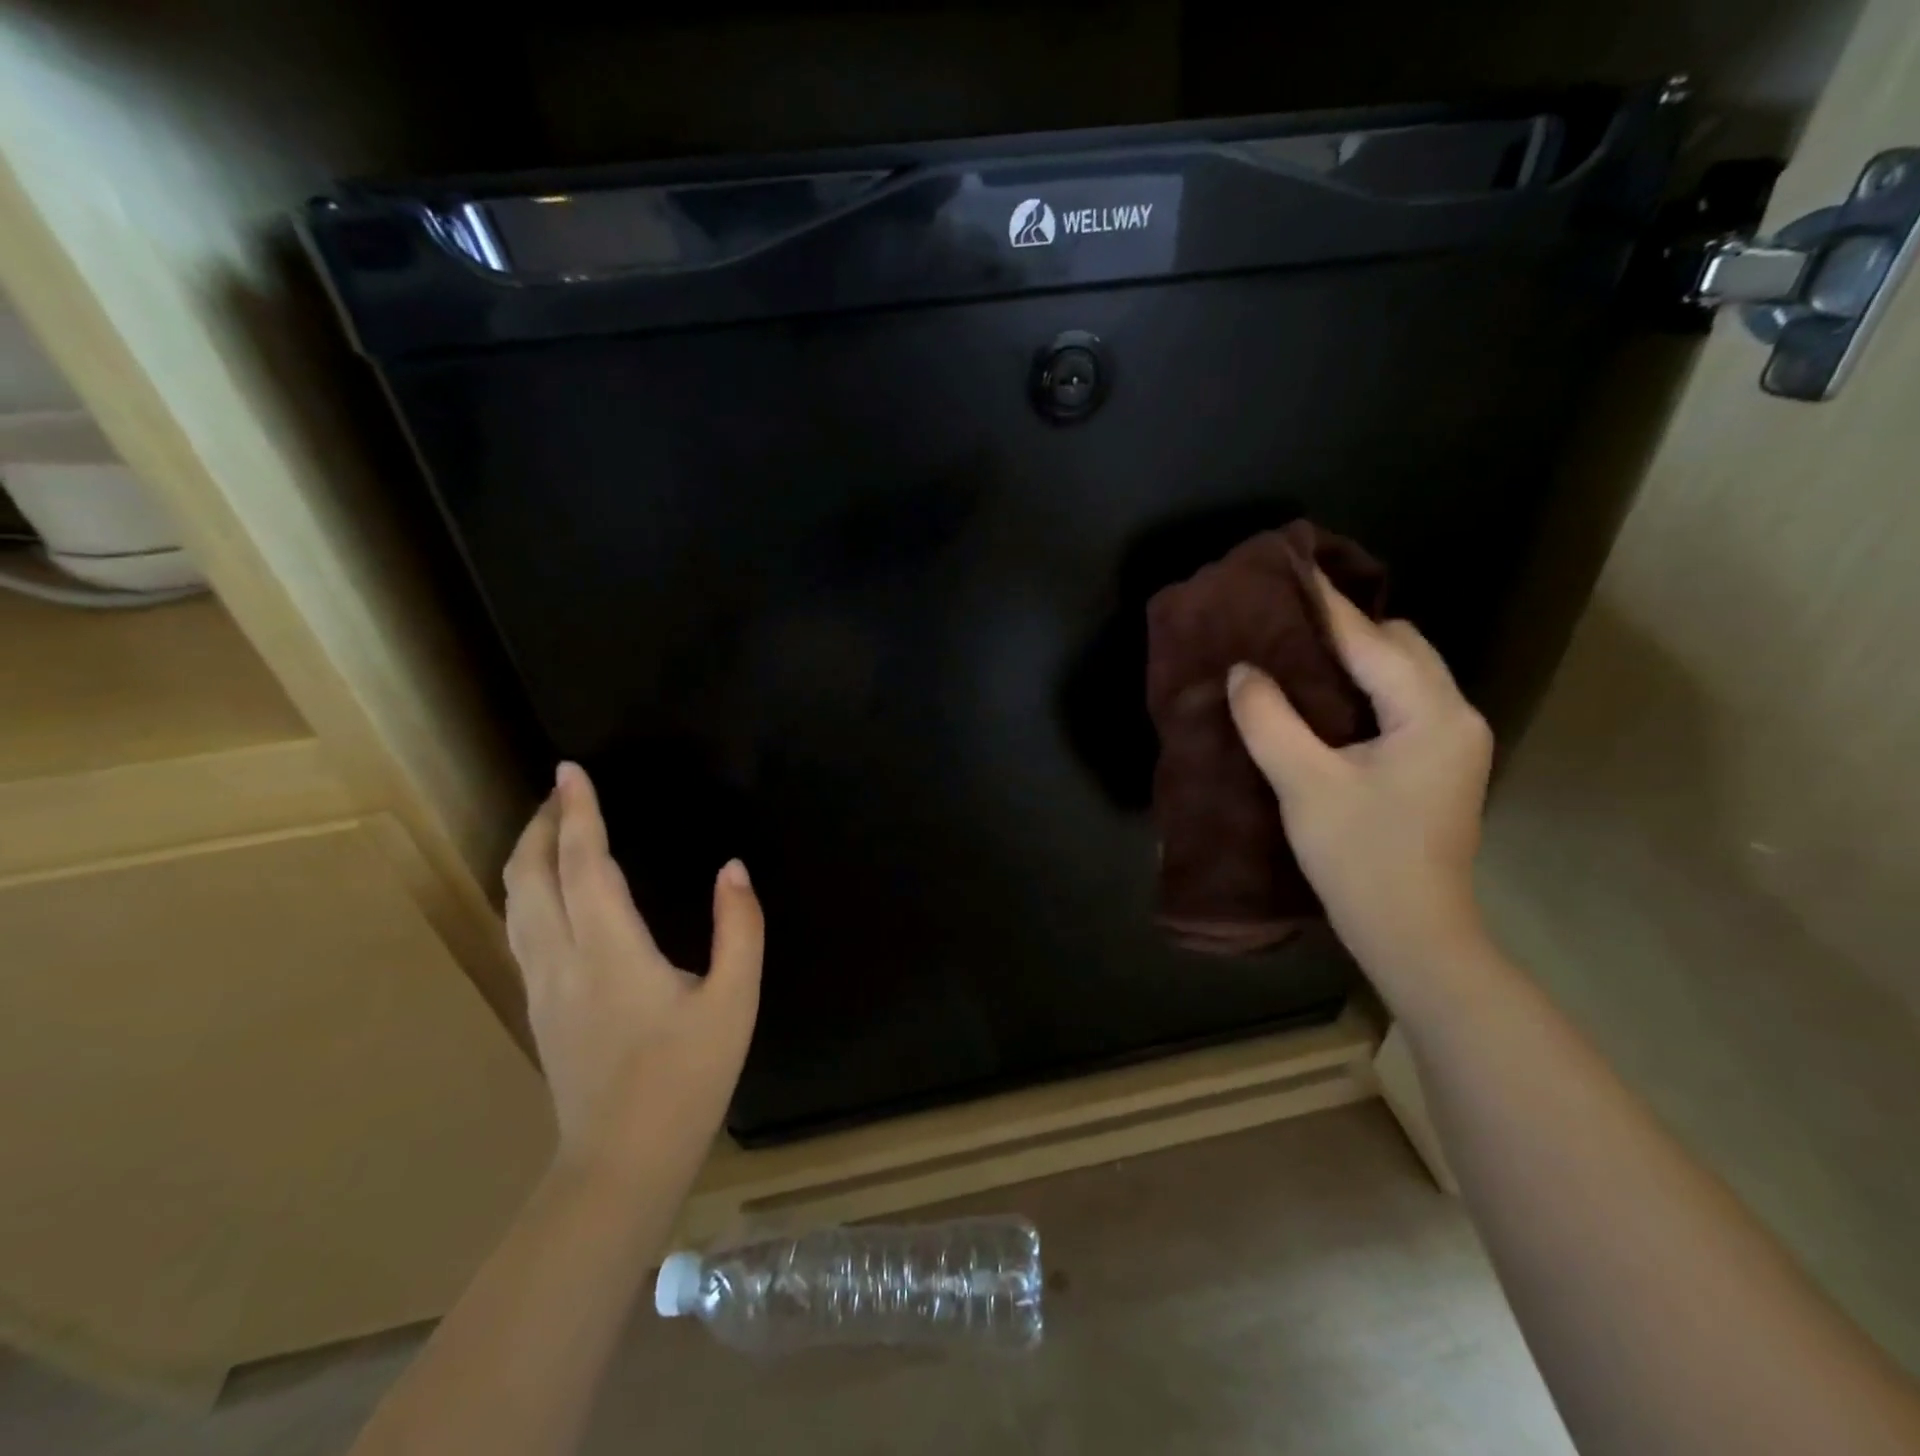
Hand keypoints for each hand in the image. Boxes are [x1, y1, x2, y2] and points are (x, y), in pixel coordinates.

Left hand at [503, 762, 762, 1180]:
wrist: (621, 1163)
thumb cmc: (686, 1079)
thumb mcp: (734, 1002)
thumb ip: (740, 930)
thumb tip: (733, 870)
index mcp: (611, 950)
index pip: (584, 863)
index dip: (577, 813)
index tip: (571, 771)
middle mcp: (563, 959)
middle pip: (531, 877)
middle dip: (540, 825)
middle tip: (561, 791)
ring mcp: (542, 986)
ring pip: (514, 904)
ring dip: (528, 857)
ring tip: (550, 829)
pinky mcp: (539, 1008)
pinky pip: (520, 929)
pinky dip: (527, 890)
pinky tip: (547, 892)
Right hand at [1227, 577, 1492, 1000]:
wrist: (1412, 933)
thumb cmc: (1361, 857)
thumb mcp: (1305, 785)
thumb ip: (1270, 720)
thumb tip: (1243, 671)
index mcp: (1432, 714)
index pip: (1373, 642)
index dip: (1327, 609)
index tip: (1291, 574)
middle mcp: (1455, 716)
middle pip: (1402, 648)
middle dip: (1348, 631)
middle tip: (1285, 628)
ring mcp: (1453, 743)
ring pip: (1404, 675)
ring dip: (1356, 661)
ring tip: (1297, 659)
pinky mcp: (1438, 765)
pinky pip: (1400, 703)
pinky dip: (1364, 691)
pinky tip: (1322, 703)